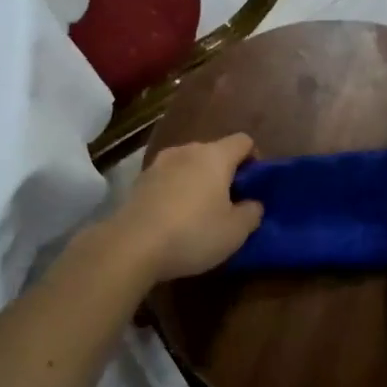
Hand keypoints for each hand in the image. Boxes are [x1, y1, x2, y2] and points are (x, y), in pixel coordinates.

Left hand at [101, 134, 263, 284]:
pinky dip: (176, 191)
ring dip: (198, 181)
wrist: (132, 245)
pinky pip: (168, 179)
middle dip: (224, 173)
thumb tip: (252, 203)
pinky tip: (174, 218)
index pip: (243, 141)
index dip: (254, 159)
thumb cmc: (193, 233)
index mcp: (214, 156)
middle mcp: (186, 151)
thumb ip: (252, 213)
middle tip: (230, 204)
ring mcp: (159, 163)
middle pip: (214, 152)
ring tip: (200, 212)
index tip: (253, 186)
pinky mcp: (139, 181)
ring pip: (188, 165)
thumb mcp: (235, 232)